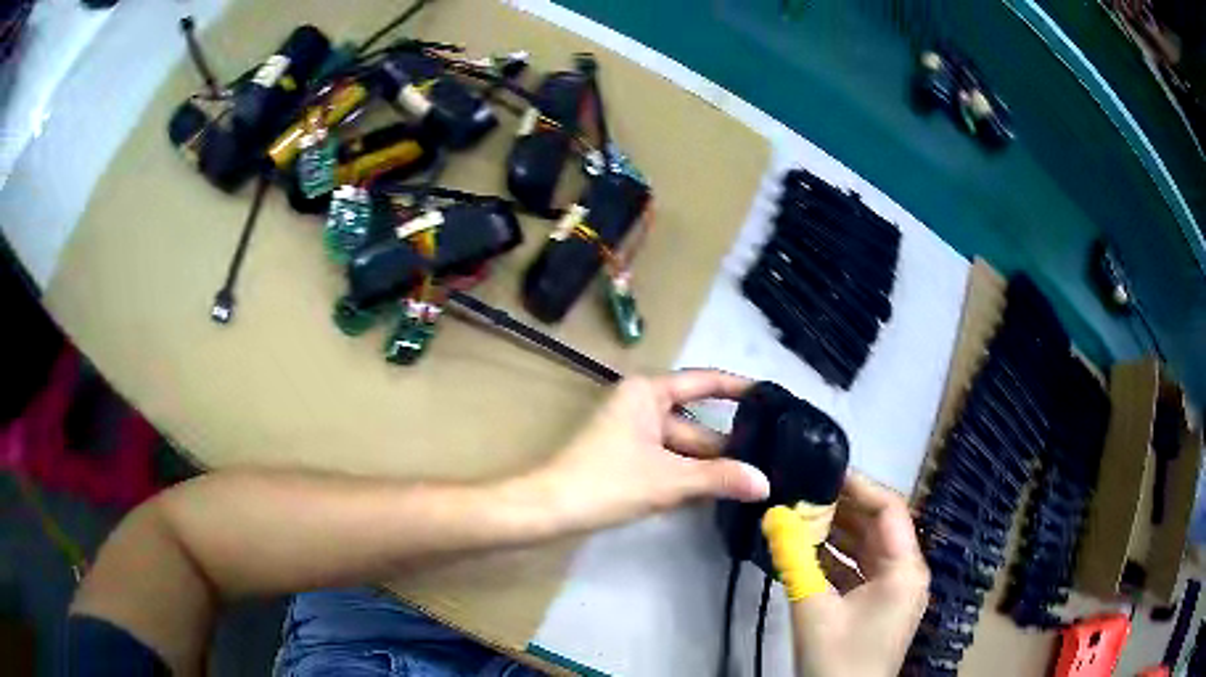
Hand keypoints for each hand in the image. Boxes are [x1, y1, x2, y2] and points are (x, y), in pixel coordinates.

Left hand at [529, 370, 770, 534]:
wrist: (549, 509)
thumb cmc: (607, 481)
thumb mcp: (668, 479)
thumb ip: (719, 478)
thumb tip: (765, 483)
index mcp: (649, 393)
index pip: (704, 382)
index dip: (738, 388)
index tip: (772, 397)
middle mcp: (643, 406)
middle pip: (696, 423)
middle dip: (729, 444)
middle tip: (774, 457)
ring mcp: (634, 434)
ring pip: (683, 447)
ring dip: (711, 466)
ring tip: (757, 478)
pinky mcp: (628, 460)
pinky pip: (669, 462)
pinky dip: (691, 476)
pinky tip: (721, 492)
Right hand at [765, 473, 928, 676]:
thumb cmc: (838, 659)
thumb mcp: (814, 611)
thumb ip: (794, 562)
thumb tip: (773, 517)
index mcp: (905, 568)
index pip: (889, 509)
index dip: (859, 486)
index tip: (821, 472)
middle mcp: (905, 572)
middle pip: (878, 526)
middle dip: (841, 509)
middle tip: (802, 492)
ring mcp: (892, 590)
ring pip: (867, 548)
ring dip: (835, 534)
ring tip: (798, 517)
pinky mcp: (877, 605)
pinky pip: (858, 570)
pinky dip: (834, 560)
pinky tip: (803, 553)